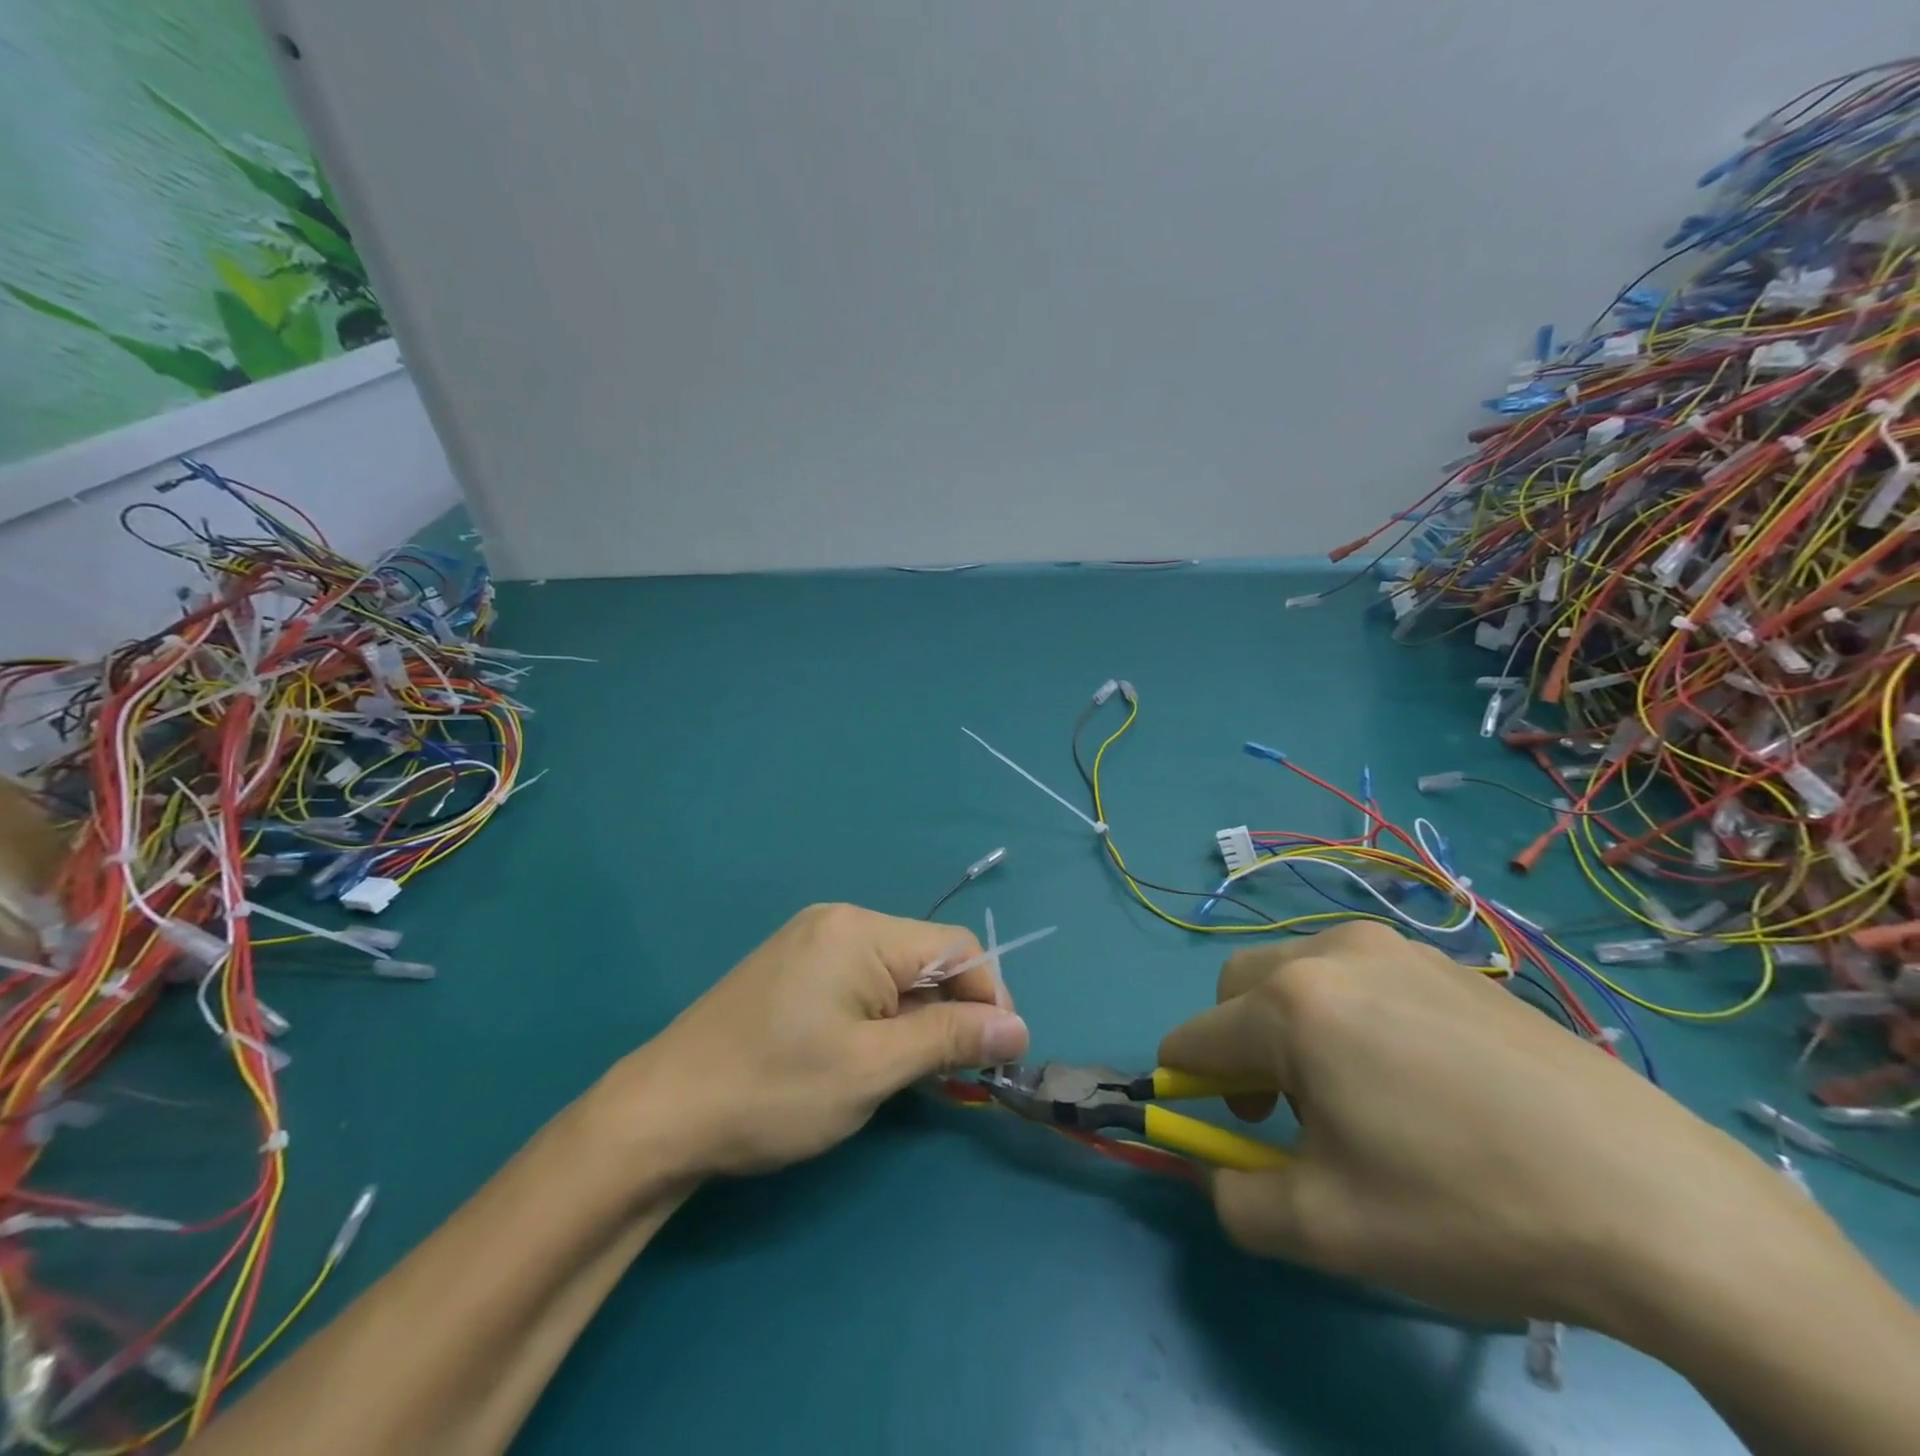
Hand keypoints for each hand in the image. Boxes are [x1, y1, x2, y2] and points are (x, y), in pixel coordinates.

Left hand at [603, 903, 1029, 1177]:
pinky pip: (861, 981)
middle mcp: (839, 921)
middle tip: (958, 1074)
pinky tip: (875, 1056)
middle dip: (951, 1011)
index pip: (956, 947)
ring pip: (894, 973)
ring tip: (916, 1073)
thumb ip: (950, 1039)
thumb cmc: (775, 1091)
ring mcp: (810, 941)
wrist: (661, 1115)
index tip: (999, 1057)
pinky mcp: (792, 968)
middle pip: (925, 956)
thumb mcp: (873, 1069)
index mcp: (861, 931)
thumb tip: (1019, 1029)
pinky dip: (883, 1017)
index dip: (988, 997)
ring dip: (918, 1018)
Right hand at [1158, 921, 1828, 1332]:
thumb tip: (1212, 1171)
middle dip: (1237, 1048)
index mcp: (1291, 1002)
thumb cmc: (1466, 1208)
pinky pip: (1359, 977)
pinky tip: (1416, 1079)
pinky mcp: (1449, 963)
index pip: (1195, 1037)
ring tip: (1357, 1096)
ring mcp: (1396, 947)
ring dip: (1291, 1027)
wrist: (1655, 1202)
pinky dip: (1348, 1016)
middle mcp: (1331, 952)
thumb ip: (1234, 1200)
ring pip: (1298, 976)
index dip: (1186, 1086)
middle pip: (1237, 989)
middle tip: (1283, 1114)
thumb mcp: (1327, 1229)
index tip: (1217, 1129)